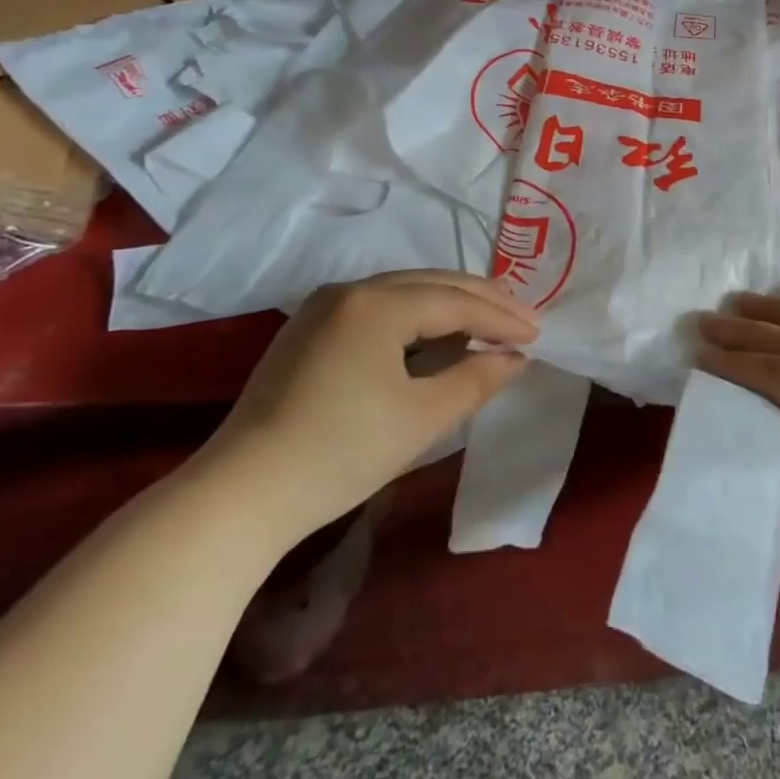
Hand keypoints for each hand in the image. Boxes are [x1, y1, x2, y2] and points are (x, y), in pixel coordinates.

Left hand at [198, 270, 537, 545]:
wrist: (241, 495)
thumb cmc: (341, 453)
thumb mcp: (422, 418)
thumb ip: (476, 379)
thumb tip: (515, 357)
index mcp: (376, 304)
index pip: (455, 301)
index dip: (501, 317)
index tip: (539, 334)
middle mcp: (349, 291)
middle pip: (431, 283)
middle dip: (482, 299)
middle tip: (525, 317)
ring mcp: (323, 307)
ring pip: (405, 291)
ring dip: (450, 304)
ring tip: (490, 320)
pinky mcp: (309, 330)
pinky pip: (379, 307)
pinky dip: (417, 316)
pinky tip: (437, 333)